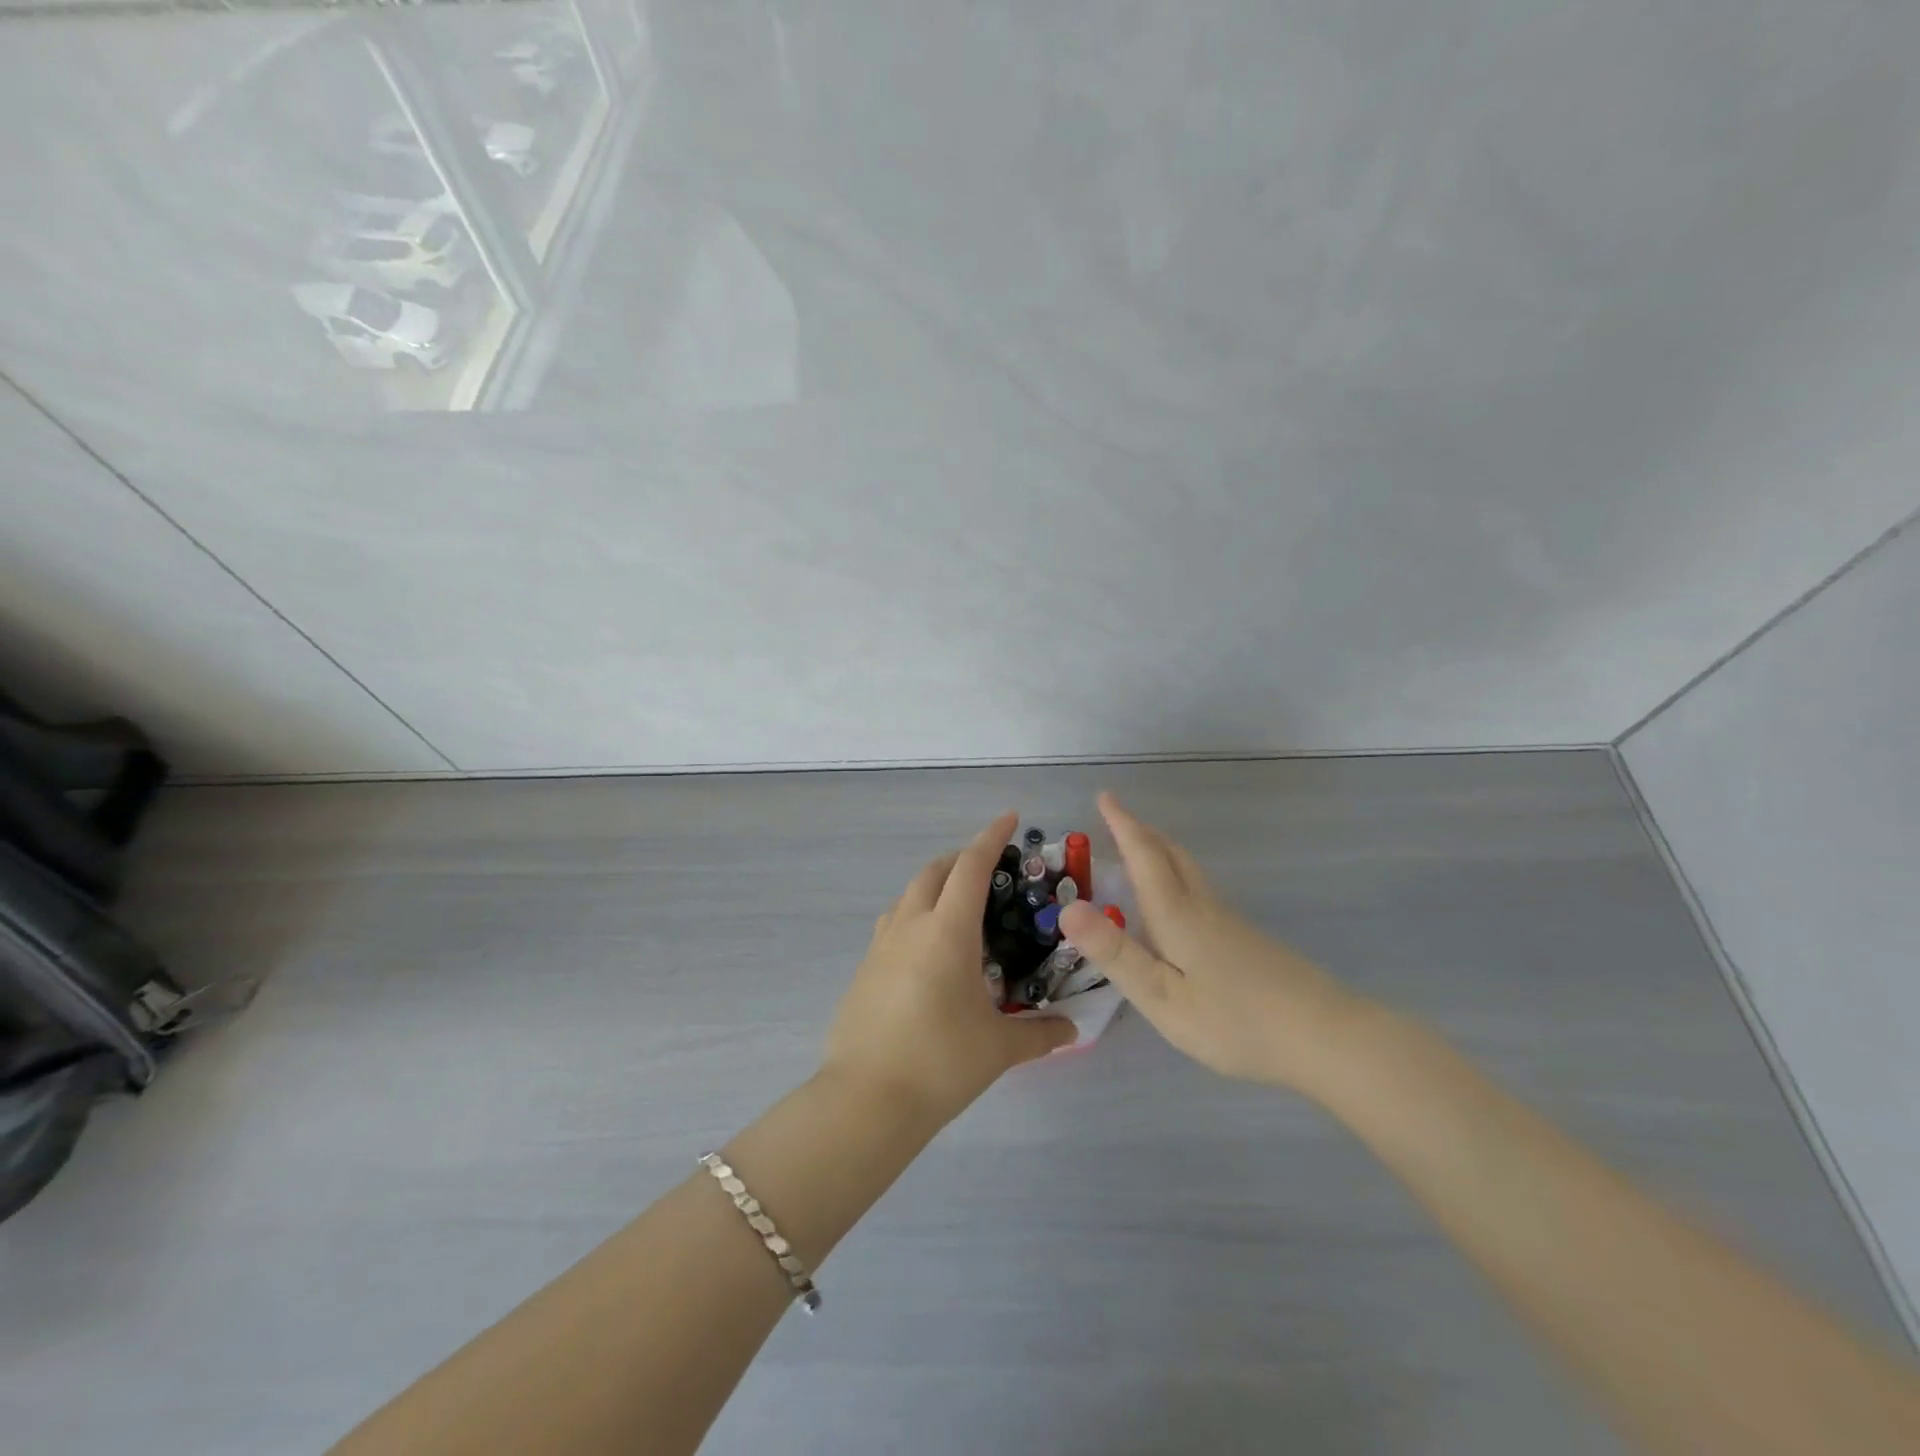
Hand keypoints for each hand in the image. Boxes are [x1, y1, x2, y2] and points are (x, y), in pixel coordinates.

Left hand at [823, 813, 1076, 1122]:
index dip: (991, 837)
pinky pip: (893, 923)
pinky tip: (928, 948)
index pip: (971, 867)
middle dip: (961, 859)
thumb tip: (1072, 1030)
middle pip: (934, 871)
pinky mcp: (865, 968)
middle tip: (989, 868)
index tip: (1010, 818)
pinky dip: (915, 915)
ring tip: (959, 906)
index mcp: (947, 930)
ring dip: (934, 885)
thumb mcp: (998, 1048)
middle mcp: (911, 926)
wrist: (866, 1099)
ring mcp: (881, 945)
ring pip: (908, 895)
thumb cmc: (940, 1062)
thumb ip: (1040, 1034)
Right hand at [1057, 793, 1364, 1093]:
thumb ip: (1116, 953)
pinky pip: (1201, 890)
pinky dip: (1178, 876)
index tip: (1105, 796)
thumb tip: (1067, 908)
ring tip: (1142, 850)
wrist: (1325, 1037)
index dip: (1122, 825)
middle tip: (1118, 818)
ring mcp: (1230, 922)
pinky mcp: (1247, 941)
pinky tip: (1180, 904)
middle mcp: (1203, 907)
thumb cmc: (1235, 1020)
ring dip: (1160, 851)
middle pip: (1171, 855)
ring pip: (1189, 871)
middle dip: (1141, 832)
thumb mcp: (1162, 996)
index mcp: (1177, 914)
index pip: (1144, 856)